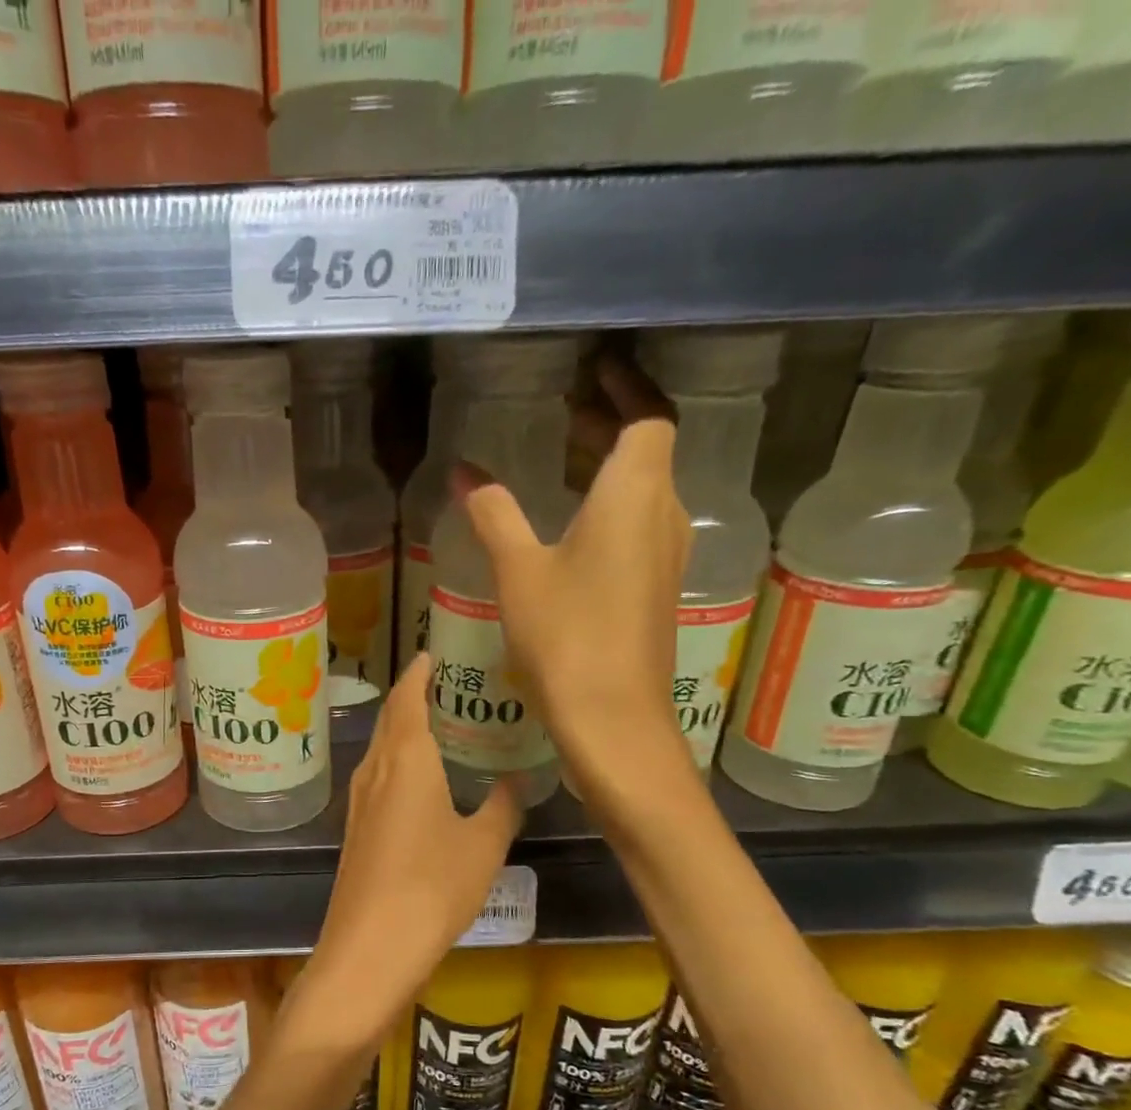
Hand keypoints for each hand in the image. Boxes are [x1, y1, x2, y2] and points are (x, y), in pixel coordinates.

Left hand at [285, 657, 522, 1053]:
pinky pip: (378, 777)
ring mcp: (360, 800)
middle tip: (450, 685)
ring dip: (404, 728)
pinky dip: (398, 761)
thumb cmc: (432, 887)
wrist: (370, 947)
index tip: (436, 653)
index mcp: (406, 759)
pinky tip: (420, 779)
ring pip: (381, 747)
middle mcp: (376, 770)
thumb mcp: (484, 846)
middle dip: (413, 695)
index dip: (420, 672)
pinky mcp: (356, 828)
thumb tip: (517, 781)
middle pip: (390, 718)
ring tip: (440, 725)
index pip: (408, 697)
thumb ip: (503, 807)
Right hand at [460, 358, 693, 790]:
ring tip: (565, 460)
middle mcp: (664, 515)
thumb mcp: (518, 570)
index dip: (628, 388)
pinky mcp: (656, 589)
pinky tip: (573, 528)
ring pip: (646, 491)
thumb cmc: (566, 635)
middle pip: (649, 451)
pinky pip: (639, 526)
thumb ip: (494, 515)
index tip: (597, 371)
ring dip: (611, 469)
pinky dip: (611, 508)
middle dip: (612, 424)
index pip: (648, 417)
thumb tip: (465, 473)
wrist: (612, 718)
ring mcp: (665, 555)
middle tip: (567, 411)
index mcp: (635, 495)